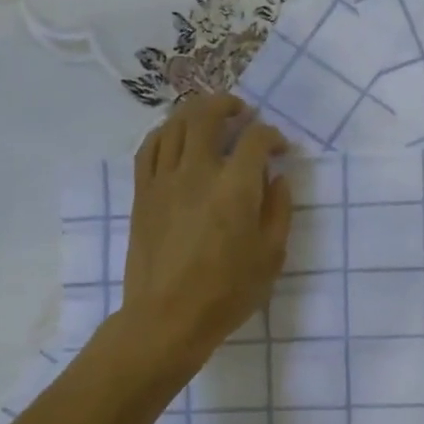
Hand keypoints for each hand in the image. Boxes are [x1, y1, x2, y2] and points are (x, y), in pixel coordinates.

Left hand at [116, 94, 292, 373]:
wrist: (168, 317)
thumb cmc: (228, 292)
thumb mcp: (271, 255)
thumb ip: (278, 210)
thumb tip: (277, 178)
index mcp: (235, 188)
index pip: (256, 139)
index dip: (272, 136)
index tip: (280, 148)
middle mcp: (197, 172)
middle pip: (207, 115)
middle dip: (228, 105)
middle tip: (242, 112)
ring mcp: (164, 180)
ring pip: (175, 125)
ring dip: (195, 112)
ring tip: (209, 117)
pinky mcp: (143, 193)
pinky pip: (150, 148)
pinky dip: (165, 133)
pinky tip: (176, 138)